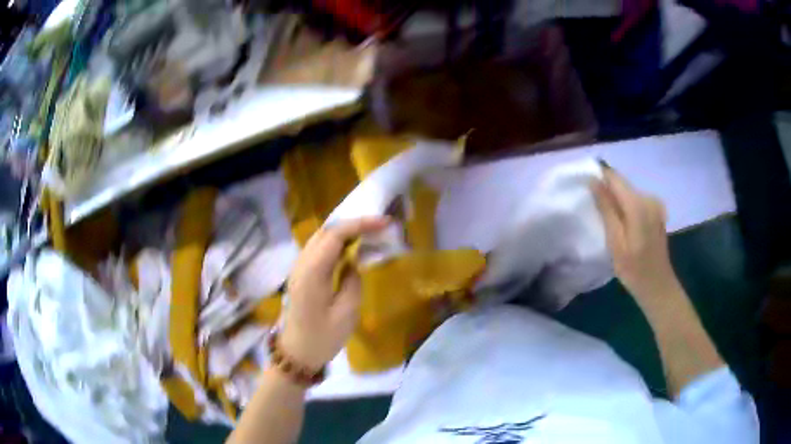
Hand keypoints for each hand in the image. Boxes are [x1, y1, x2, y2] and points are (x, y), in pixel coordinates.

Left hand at [280, 217, 389, 370]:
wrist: (296, 353)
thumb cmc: (322, 338)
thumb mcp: (346, 314)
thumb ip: (353, 281)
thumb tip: (354, 262)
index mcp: (312, 272)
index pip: (335, 234)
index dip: (360, 224)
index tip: (385, 223)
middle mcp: (302, 263)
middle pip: (326, 230)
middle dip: (354, 223)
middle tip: (379, 226)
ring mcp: (298, 268)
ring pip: (321, 237)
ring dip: (344, 231)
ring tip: (369, 233)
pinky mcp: (301, 274)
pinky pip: (319, 249)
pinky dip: (336, 242)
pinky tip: (350, 249)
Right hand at [591, 165, 681, 305]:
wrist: (658, 286)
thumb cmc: (634, 270)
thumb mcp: (615, 242)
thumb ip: (606, 209)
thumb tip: (593, 181)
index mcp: (638, 203)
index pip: (614, 177)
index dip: (598, 178)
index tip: (585, 190)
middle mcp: (649, 197)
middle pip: (622, 185)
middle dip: (607, 193)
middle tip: (595, 213)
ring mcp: (655, 204)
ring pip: (628, 193)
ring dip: (616, 202)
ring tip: (607, 222)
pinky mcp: (657, 211)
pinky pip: (636, 201)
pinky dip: (626, 209)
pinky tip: (623, 227)